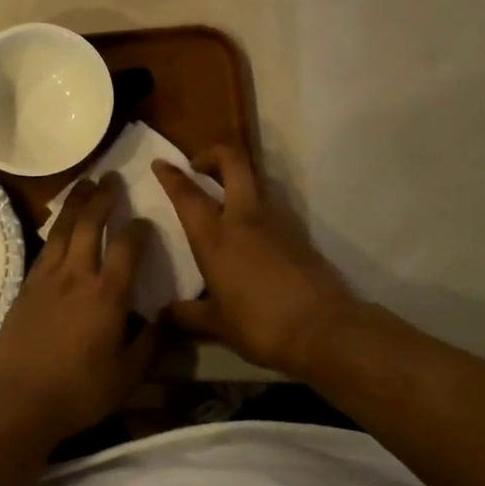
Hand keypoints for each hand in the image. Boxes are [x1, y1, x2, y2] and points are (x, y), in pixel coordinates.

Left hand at [0, 174, 156, 442]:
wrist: (20, 399)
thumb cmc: (80, 391)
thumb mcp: (129, 375)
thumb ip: (151, 343)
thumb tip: (166, 317)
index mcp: (107, 294)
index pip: (127, 246)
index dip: (138, 229)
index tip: (145, 221)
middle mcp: (77, 275)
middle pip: (90, 224)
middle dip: (103, 197)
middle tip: (110, 178)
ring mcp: (48, 277)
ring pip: (63, 228)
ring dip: (76, 203)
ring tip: (85, 184)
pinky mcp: (27, 286)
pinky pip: (44, 247)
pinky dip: (55, 228)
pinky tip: (59, 225)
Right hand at [152, 146, 355, 376]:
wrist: (324, 330)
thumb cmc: (260, 324)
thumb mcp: (217, 325)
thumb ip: (187, 315)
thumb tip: (164, 316)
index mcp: (215, 236)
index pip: (187, 194)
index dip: (171, 175)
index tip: (161, 163)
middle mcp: (244, 218)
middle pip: (232, 163)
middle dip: (213, 154)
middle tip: (198, 166)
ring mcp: (276, 222)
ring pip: (255, 182)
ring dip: (237, 180)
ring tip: (223, 199)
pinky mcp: (298, 234)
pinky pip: (271, 209)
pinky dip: (256, 209)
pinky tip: (250, 235)